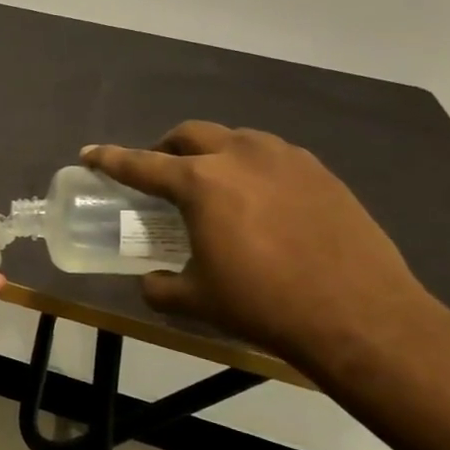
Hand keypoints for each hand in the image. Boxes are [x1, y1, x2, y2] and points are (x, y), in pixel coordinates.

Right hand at [84, 124, 434, 369]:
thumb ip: (159, 286)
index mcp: (200, 183)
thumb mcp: (196, 300)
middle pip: (190, 134)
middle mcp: (240, 156)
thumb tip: (148, 281)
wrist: (360, 315)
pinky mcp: (321, 173)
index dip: (110, 159)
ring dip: (212, 152)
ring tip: (212, 184)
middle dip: (166, 147)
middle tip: (160, 172)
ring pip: (235, 138)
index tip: (90, 153)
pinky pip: (273, 156)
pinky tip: (259, 198)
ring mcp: (286, 160)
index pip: (141, 164)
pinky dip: (251, 167)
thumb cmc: (263, 304)